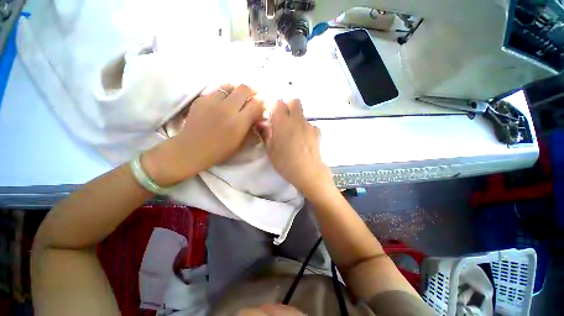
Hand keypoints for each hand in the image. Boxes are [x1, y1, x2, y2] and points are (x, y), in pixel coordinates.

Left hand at [143, 84, 263, 185]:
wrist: (192, 149)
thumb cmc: (220, 151)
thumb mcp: (241, 143)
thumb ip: (251, 127)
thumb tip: (257, 116)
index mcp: (239, 122)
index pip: (256, 104)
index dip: (261, 103)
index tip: (260, 105)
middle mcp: (227, 108)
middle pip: (244, 88)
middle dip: (251, 91)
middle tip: (252, 96)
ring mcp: (212, 102)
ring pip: (229, 86)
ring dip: (236, 91)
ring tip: (236, 98)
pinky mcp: (201, 99)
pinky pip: (216, 91)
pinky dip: (223, 95)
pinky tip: (221, 104)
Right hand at [262, 99, 333, 196]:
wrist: (308, 172)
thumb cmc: (285, 162)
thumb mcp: (271, 150)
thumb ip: (267, 134)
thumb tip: (263, 124)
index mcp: (283, 122)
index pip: (278, 103)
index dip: (274, 106)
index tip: (272, 115)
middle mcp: (297, 120)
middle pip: (294, 101)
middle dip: (288, 106)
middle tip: (283, 120)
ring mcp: (309, 125)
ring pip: (302, 114)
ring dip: (296, 119)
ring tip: (294, 135)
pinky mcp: (317, 132)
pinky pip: (309, 125)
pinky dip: (305, 129)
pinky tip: (304, 141)